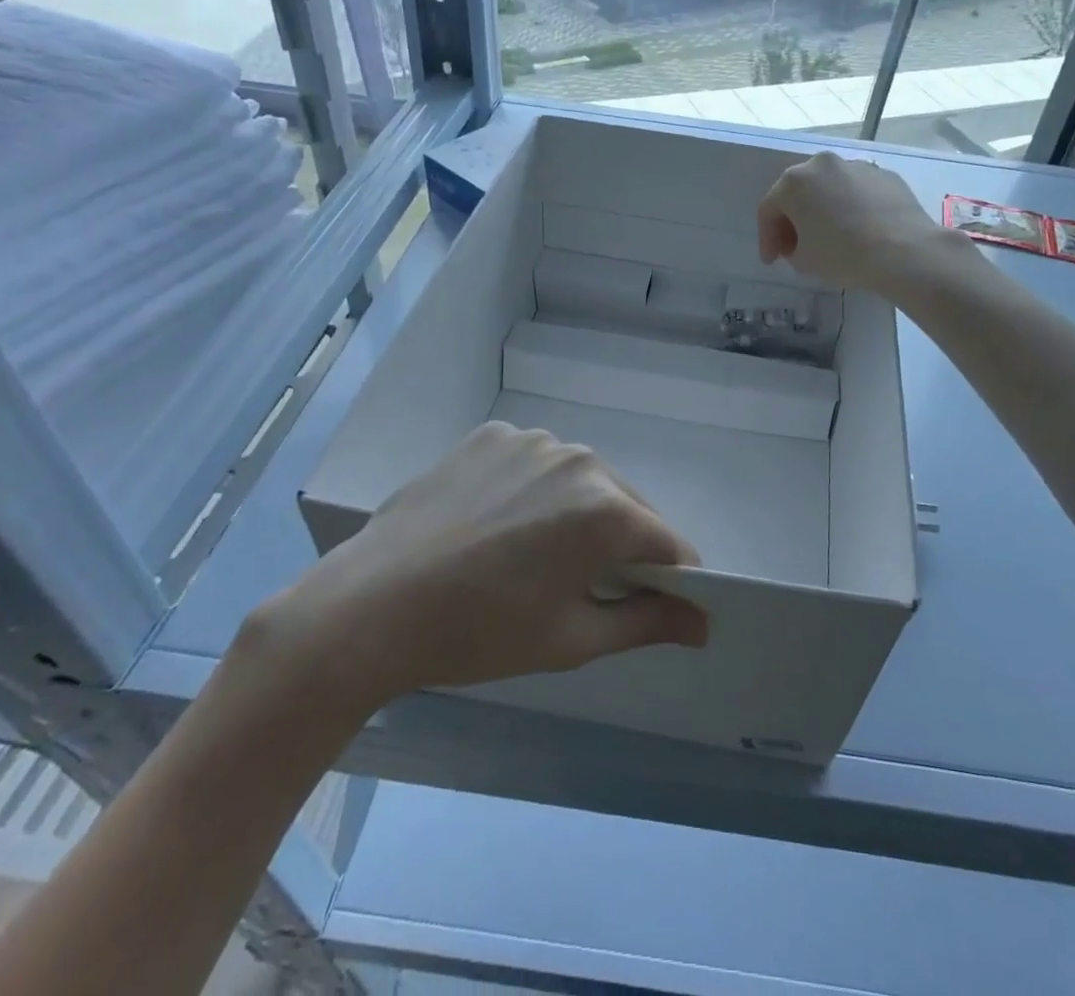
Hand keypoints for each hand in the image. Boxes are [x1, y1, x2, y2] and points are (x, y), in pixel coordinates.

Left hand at [256, 424, 707, 720]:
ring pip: (580, 481)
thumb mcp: (573, 639)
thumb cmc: (481, 634)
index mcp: (607, 510)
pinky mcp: (493, 435)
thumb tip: (703, 622)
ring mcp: (533, 440)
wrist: (372, 606)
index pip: (669, 543)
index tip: (650, 605)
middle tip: (577, 589)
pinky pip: (534, 463)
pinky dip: (532, 490)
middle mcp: (580, 459)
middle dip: (620, 545)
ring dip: (575, 514)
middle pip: (626, 506)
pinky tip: (494, 523)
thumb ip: (647, 622)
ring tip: (528, 556)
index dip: (669, 578)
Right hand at [758, 152, 951, 292]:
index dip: (767, 239)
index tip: (772, 262)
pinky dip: (852, 208)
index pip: (769, 210)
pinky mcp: (885, 175)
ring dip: (823, 210)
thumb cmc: (843, 254)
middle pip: (799, 192)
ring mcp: (857, 166)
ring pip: (830, 189)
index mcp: (794, 182)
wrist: (904, 251)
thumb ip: (792, 249)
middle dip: (794, 220)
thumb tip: (802, 244)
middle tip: (796, 247)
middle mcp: (823, 164)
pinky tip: (859, 231)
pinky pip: (857, 192)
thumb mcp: (804, 261)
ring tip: (830, 237)